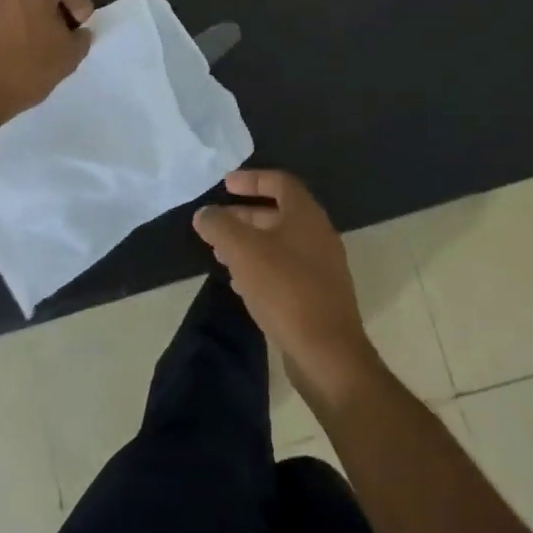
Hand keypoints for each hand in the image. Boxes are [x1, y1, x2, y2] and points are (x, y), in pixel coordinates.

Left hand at [0, 0, 94, 127]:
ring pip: (5, 2)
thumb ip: (80, 39)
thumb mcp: (68, 59)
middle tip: (52, 35)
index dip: (80, 2)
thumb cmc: (24, 71)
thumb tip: (77, 32)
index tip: (80, 26)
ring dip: (17, 17)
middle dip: (47, 8)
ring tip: (19, 46)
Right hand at [193, 169, 378, 403]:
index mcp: (306, 214)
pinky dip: (261, 268)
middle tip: (216, 223)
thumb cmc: (285, 289)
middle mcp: (318, 234)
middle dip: (244, 215)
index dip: (251, 179)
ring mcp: (321, 267)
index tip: (225, 185)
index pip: (279, 181)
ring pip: (280, 244)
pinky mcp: (318, 296)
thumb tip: (204, 214)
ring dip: (250, 244)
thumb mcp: (243, 251)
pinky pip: (285, 270)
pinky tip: (240, 284)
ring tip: (220, 255)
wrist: (327, 353)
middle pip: (278, 213)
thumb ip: (220, 226)